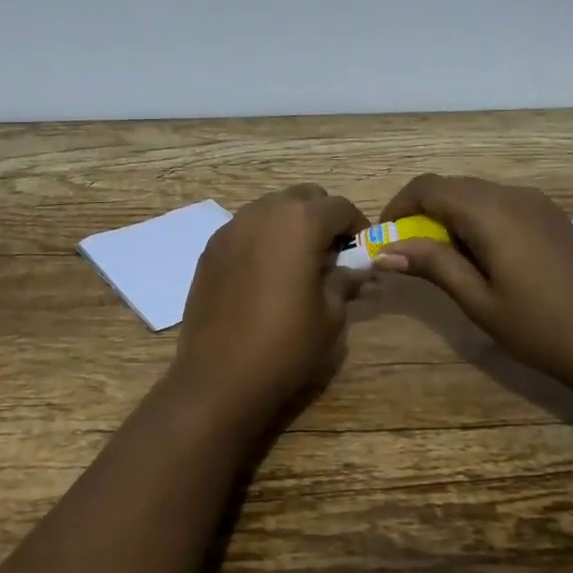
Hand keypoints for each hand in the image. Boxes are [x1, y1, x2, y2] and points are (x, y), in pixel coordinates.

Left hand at [169, 184, 367, 432]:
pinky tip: (264, 273)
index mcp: (300, 221)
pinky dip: (262, 238)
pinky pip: (246, 228)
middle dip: (322, 217)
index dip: (356, 227)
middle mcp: (264, 211)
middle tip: (330, 254)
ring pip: (271, 208)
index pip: (340, 207)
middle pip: (303, 197)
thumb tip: (357, 269)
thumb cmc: (286, 344)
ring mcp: (232, 226)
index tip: (360, 253)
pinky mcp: (211, 246)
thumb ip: (345, 279)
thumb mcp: (330, 314)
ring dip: (290, 224)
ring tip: (297, 263)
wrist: (219, 375)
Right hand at [372, 174, 572, 390]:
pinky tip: (480, 256)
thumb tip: (385, 250)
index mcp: (490, 211)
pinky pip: (499, 203)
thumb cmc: (541, 328)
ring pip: (475, 193)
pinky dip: (475, 218)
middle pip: (450, 186)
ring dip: (448, 215)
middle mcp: (512, 194)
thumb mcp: (478, 300)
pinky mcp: (550, 216)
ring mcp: (536, 203)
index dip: (397, 207)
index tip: (384, 239)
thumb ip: (432, 265)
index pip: (427, 188)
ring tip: (442, 258)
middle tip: (407, 252)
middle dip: (420, 211)